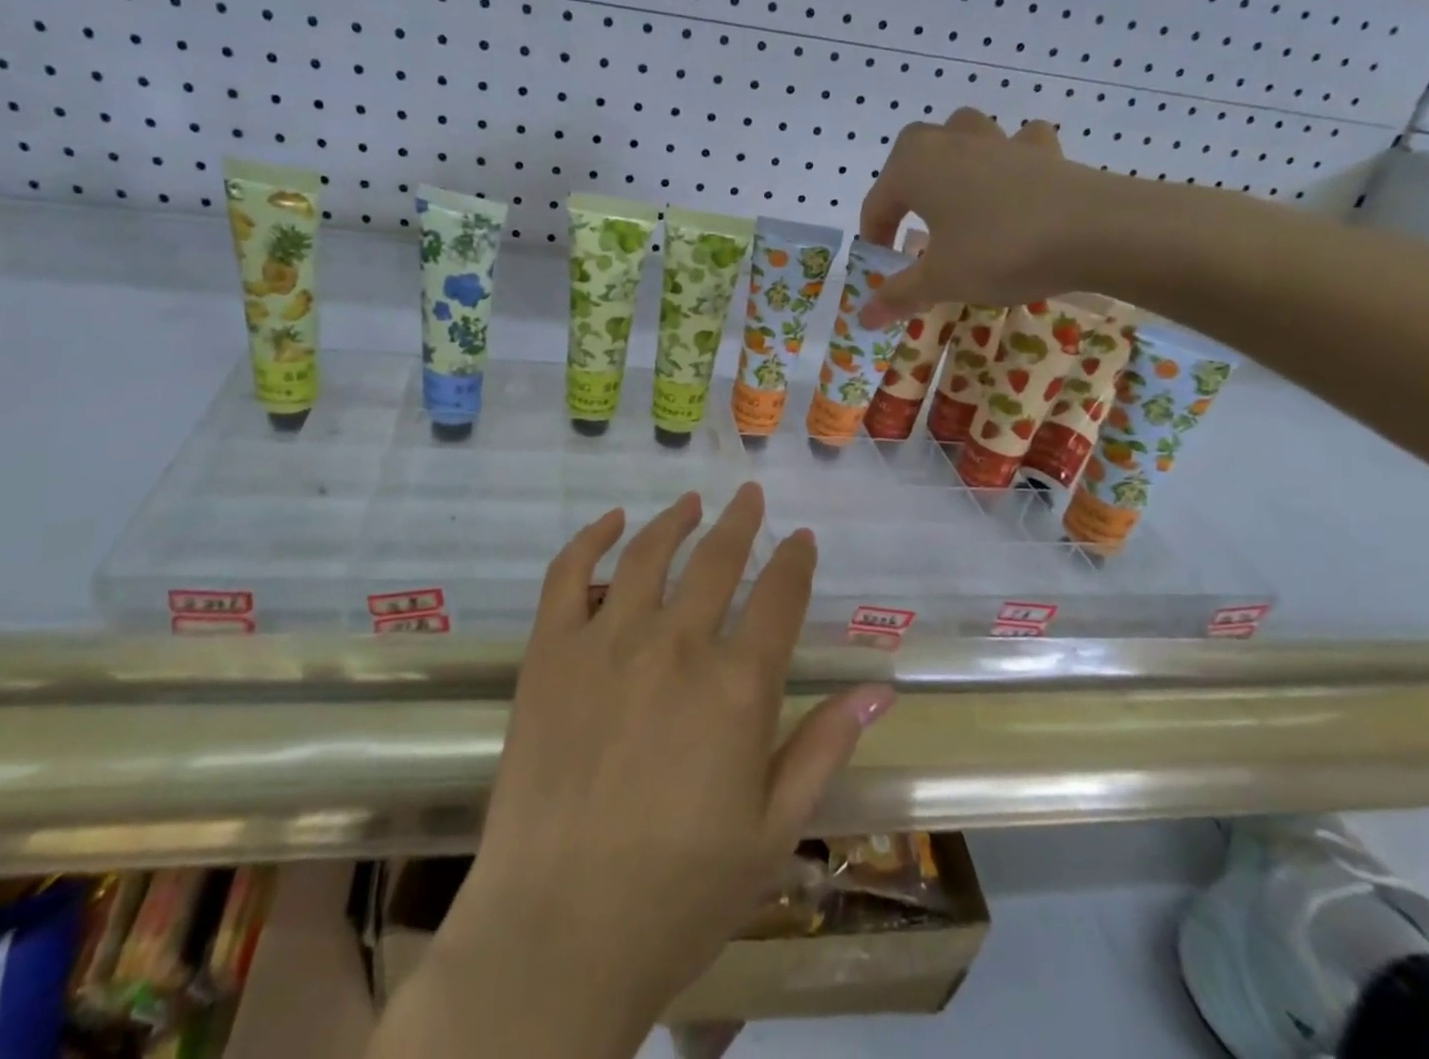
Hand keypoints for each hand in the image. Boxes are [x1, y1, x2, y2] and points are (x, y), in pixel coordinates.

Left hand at [425, 484, 893, 1056]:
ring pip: (649, 553)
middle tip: (749, 496)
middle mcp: (676, 644)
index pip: (779, 597)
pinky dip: (593, 538)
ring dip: (676, 519)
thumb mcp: (773, 833)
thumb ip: (824, 749)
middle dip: (741, 522)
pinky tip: (613, 522)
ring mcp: (607, 639)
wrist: (557, 932)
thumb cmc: (679, 894)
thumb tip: (879, 689)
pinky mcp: (550, 649)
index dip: (795, 561)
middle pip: (717, 560)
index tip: (802, 539)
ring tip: (691, 502)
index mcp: (737, 688)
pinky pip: (569, 573)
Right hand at [857, 109, 1118, 328]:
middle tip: (911, 222)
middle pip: (911, 150)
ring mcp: (999, 141)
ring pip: (962, 133)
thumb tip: (863, 317)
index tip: (883, 267)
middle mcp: (950, 143)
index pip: (878, 203)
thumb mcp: (941, 281)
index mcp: (914, 169)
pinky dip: (1010, 157)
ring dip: (951, 157)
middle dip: (904, 183)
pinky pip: (1018, 144)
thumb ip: (898, 295)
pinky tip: (1015, 183)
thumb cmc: (999, 251)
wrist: (1094, 230)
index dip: (875, 237)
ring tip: (956, 194)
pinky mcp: (1043, 150)